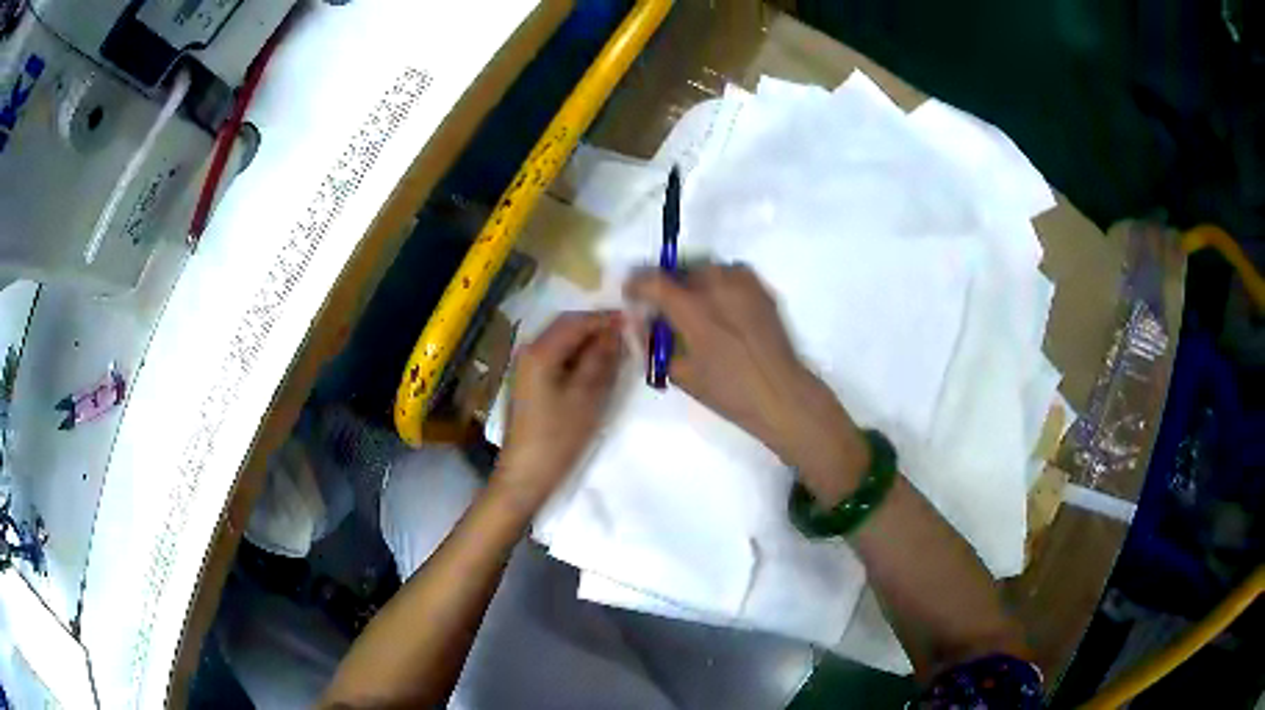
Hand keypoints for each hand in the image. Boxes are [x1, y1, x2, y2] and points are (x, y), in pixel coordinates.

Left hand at [495, 311, 623, 513]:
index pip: (576, 321)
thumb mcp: (587, 396)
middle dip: (596, 328)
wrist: (526, 475)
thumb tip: (616, 330)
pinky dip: (577, 357)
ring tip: (617, 351)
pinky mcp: (529, 383)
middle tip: (628, 335)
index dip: (605, 318)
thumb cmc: (558, 437)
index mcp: (540, 351)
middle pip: (566, 327)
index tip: (634, 320)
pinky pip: (556, 358)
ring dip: (588, 342)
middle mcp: (528, 351)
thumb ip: (602, 359)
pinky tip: (595, 369)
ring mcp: (526, 368)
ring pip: (561, 342)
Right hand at [625, 264, 868, 503]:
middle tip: (665, 308)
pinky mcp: (761, 289)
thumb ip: (655, 345)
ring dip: (694, 282)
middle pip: (680, 270)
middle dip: (667, 285)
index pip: (652, 280)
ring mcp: (742, 283)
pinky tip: (722, 308)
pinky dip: (719, 284)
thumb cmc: (728, 391)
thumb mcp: (681, 374)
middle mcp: (716, 285)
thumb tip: (645, 326)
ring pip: (707, 269)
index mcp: (692, 308)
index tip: (631, 294)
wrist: (780, 393)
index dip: (636, 284)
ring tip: (696, 307)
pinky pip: (731, 275)